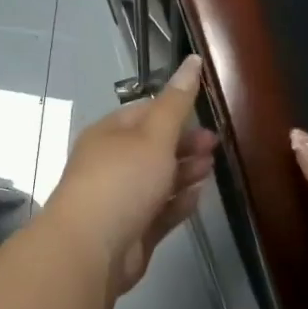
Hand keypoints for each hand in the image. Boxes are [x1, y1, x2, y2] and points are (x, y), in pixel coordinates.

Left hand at [43, 54, 218, 296]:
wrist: (91, 248)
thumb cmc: (122, 180)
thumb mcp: (153, 134)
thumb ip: (177, 102)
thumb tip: (192, 60)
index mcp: (109, 135)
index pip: (144, 113)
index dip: (175, 110)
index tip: (206, 113)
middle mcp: (112, 165)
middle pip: (153, 149)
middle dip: (185, 144)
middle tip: (216, 145)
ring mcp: (121, 200)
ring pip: (158, 181)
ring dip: (185, 172)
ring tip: (212, 168)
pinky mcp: (132, 231)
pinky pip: (160, 212)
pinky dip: (179, 202)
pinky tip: (198, 196)